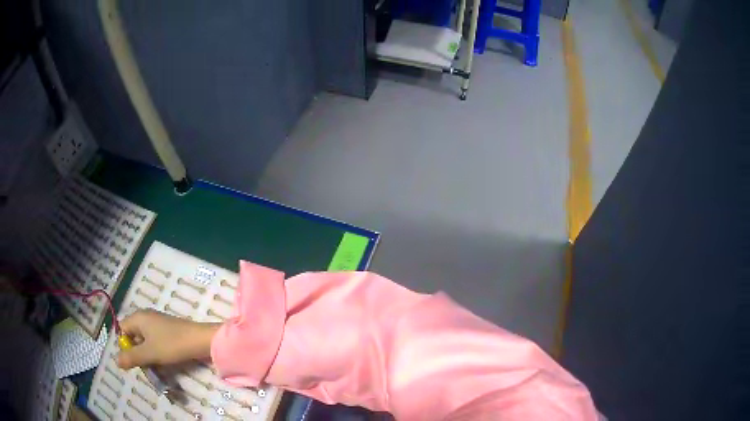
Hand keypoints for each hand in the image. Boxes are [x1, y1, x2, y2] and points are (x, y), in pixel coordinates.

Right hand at [116, 309, 220, 369]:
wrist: (200, 340)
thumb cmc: (171, 345)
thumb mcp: (149, 353)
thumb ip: (131, 357)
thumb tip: (116, 361)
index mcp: (138, 317)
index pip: (121, 329)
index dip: (124, 345)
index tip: (132, 360)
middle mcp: (145, 317)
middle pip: (132, 335)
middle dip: (136, 352)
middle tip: (144, 366)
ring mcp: (157, 323)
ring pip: (144, 341)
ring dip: (146, 354)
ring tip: (154, 366)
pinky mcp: (167, 331)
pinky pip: (155, 342)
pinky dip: (156, 352)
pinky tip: (163, 362)